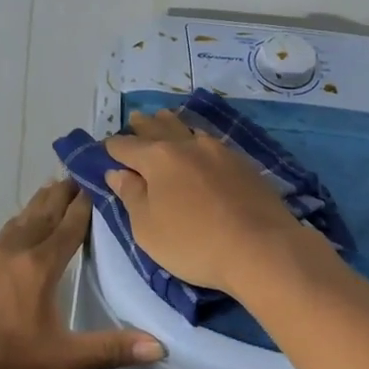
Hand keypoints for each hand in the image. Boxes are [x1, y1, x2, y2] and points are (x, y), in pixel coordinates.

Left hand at [0, 180, 162, 368]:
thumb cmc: (1, 358)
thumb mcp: (61, 359)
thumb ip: (109, 350)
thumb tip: (160, 347)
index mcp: (40, 265)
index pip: (70, 225)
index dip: (86, 203)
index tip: (99, 180)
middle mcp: (15, 251)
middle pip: (44, 212)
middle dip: (63, 193)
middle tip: (78, 173)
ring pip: (20, 220)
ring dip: (38, 203)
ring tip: (50, 189)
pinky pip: (2, 236)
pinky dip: (18, 224)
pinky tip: (15, 234)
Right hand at [105, 111, 322, 298]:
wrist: (262, 249)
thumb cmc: (194, 243)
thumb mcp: (147, 229)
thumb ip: (131, 196)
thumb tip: (117, 173)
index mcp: (158, 158)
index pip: (126, 146)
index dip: (112, 148)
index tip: (105, 149)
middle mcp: (187, 145)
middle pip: (158, 128)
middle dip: (142, 125)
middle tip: (134, 119)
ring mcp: (219, 151)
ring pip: (188, 128)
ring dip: (172, 124)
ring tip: (165, 119)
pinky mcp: (243, 163)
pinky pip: (211, 142)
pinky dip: (197, 139)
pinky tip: (200, 145)